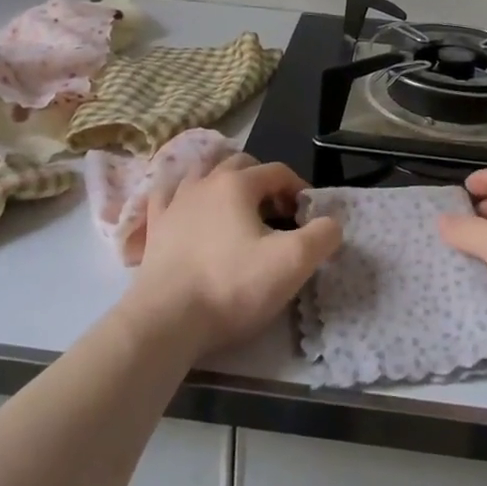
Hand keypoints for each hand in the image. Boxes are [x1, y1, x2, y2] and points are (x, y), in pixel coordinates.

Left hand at [128, 154, 341, 359]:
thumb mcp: (292, 263)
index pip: (277, 171)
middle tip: (276, 213)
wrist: (167, 321)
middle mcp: (204, 182)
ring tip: (236, 208)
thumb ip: (321, 237)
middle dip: (262, 182)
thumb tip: (332, 224)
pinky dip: (181, 195)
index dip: (298, 189)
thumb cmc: (232, 286)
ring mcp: (174, 203)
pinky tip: (186, 208)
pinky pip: (167, 197)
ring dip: (223, 182)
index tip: (307, 216)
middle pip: (239, 165)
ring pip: (201, 173)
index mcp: (237, 184)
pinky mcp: (154, 228)